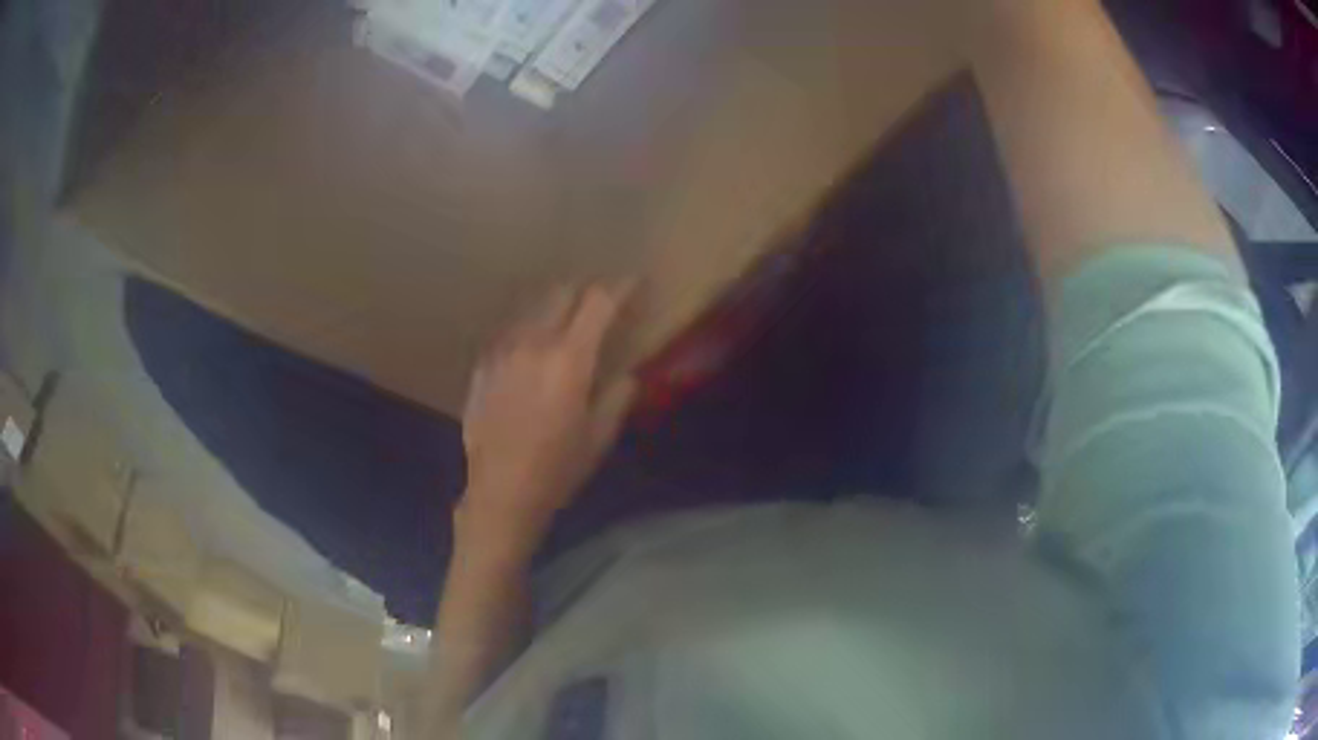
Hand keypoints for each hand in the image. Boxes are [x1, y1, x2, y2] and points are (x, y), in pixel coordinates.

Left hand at [459, 283, 635, 551]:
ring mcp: (502, 351)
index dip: (621, 287)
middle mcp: (533, 343)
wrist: (500, 492)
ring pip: (532, 307)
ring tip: (566, 323)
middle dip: (586, 291)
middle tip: (600, 305)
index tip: (635, 283)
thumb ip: (618, 397)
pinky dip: (529, 329)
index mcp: (569, 359)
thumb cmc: (557, 469)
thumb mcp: (600, 437)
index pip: (598, 302)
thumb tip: (627, 376)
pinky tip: (532, 351)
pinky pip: (510, 332)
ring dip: (555, 307)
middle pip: (562, 292)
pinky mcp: (482, 366)